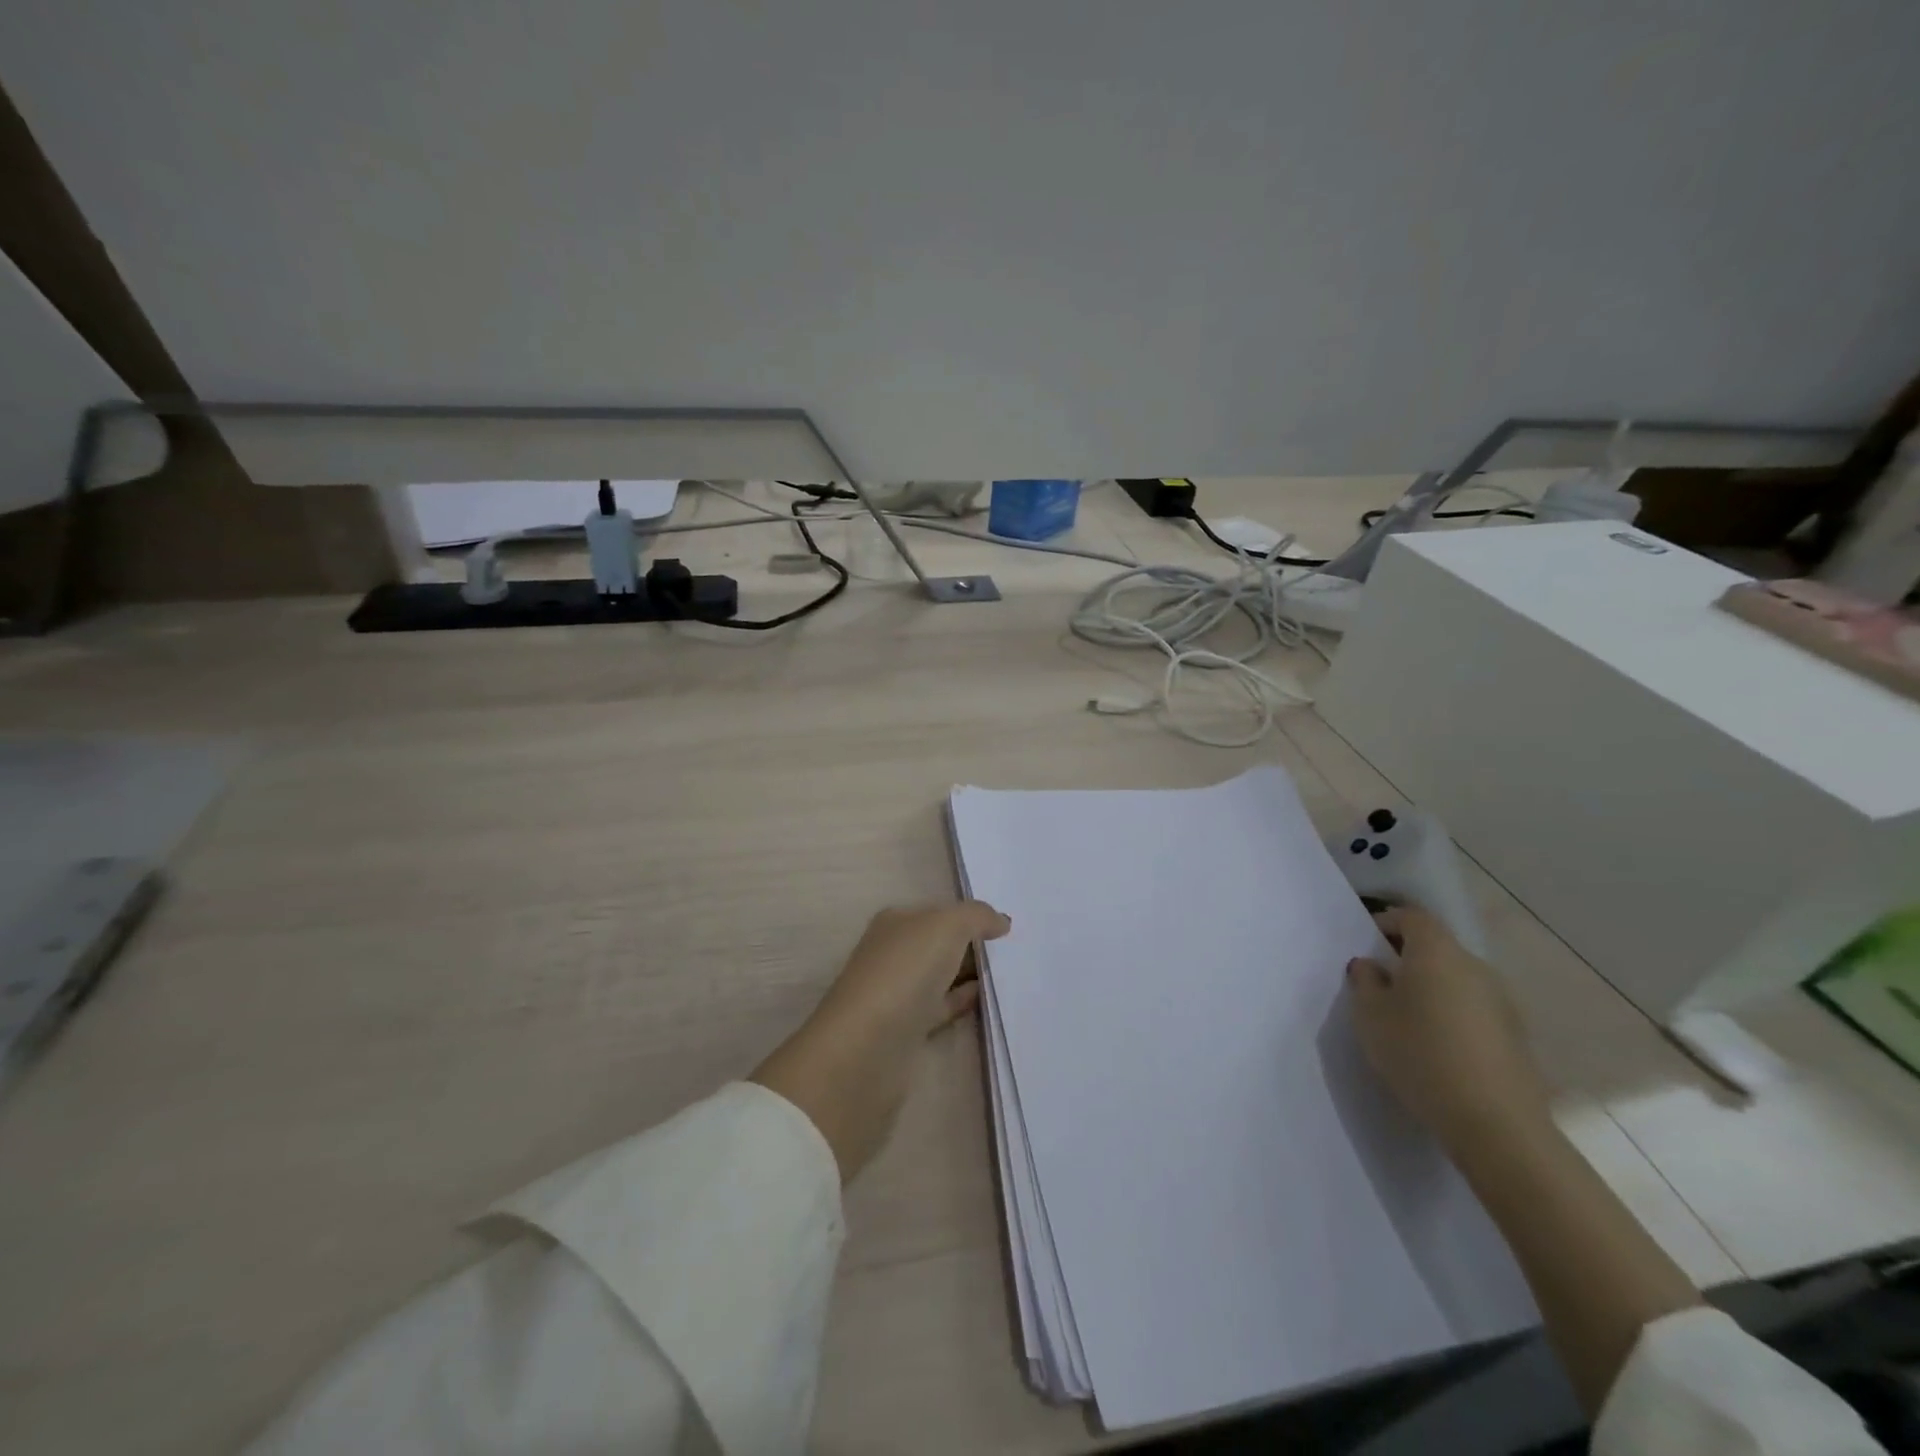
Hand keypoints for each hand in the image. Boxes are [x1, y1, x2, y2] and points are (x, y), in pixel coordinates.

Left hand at [752, 901, 1010, 1181]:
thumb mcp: (946, 926)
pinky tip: (990, 1000)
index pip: (937, 912)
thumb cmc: (904, 972)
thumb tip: (1000, 921)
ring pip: (942, 976)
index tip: (1007, 926)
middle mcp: (892, 953)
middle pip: (940, 943)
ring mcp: (897, 993)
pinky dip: (964, 1002)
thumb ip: (976, 916)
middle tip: (1018, 950)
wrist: (868, 1048)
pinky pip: (943, 1007)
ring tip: (1014, 975)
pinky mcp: (906, 1030)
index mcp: (895, 923)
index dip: (970, 916)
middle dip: (973, 945)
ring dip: (971, 975)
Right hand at [1346, 905, 1550, 1152]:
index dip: (1386, 923)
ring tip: (1407, 1019)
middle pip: (1437, 947)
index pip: (1411, 917)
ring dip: (1432, 988)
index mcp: (1437, 952)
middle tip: (1380, 983)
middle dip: (1407, 958)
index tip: (1366, 946)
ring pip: (1457, 979)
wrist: (1495, 1123)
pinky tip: (1437, 1047)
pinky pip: (1474, 1009)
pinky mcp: (1516, 1035)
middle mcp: (1474, 966)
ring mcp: (1502, 1001)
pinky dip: (1453, 1015)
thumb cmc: (1419, 1053)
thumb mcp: (1370, 1016)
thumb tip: (1371, 966)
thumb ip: (1365, 982)